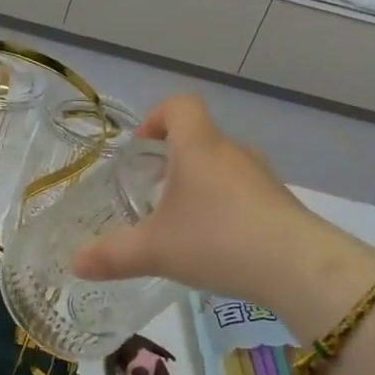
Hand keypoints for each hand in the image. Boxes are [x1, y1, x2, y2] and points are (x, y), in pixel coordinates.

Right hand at [74, 95, 306, 298]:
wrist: (299, 268)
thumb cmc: (217, 241)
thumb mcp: (155, 251)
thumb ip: (112, 255)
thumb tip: (75, 264)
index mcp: (198, 147)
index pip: (180, 106)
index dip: (157, 118)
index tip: (141, 148)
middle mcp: (232, 153)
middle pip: (199, 139)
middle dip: (172, 161)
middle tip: (152, 194)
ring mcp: (262, 177)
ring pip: (222, 168)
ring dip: (200, 185)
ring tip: (182, 223)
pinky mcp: (280, 204)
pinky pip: (243, 193)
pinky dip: (225, 208)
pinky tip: (217, 245)